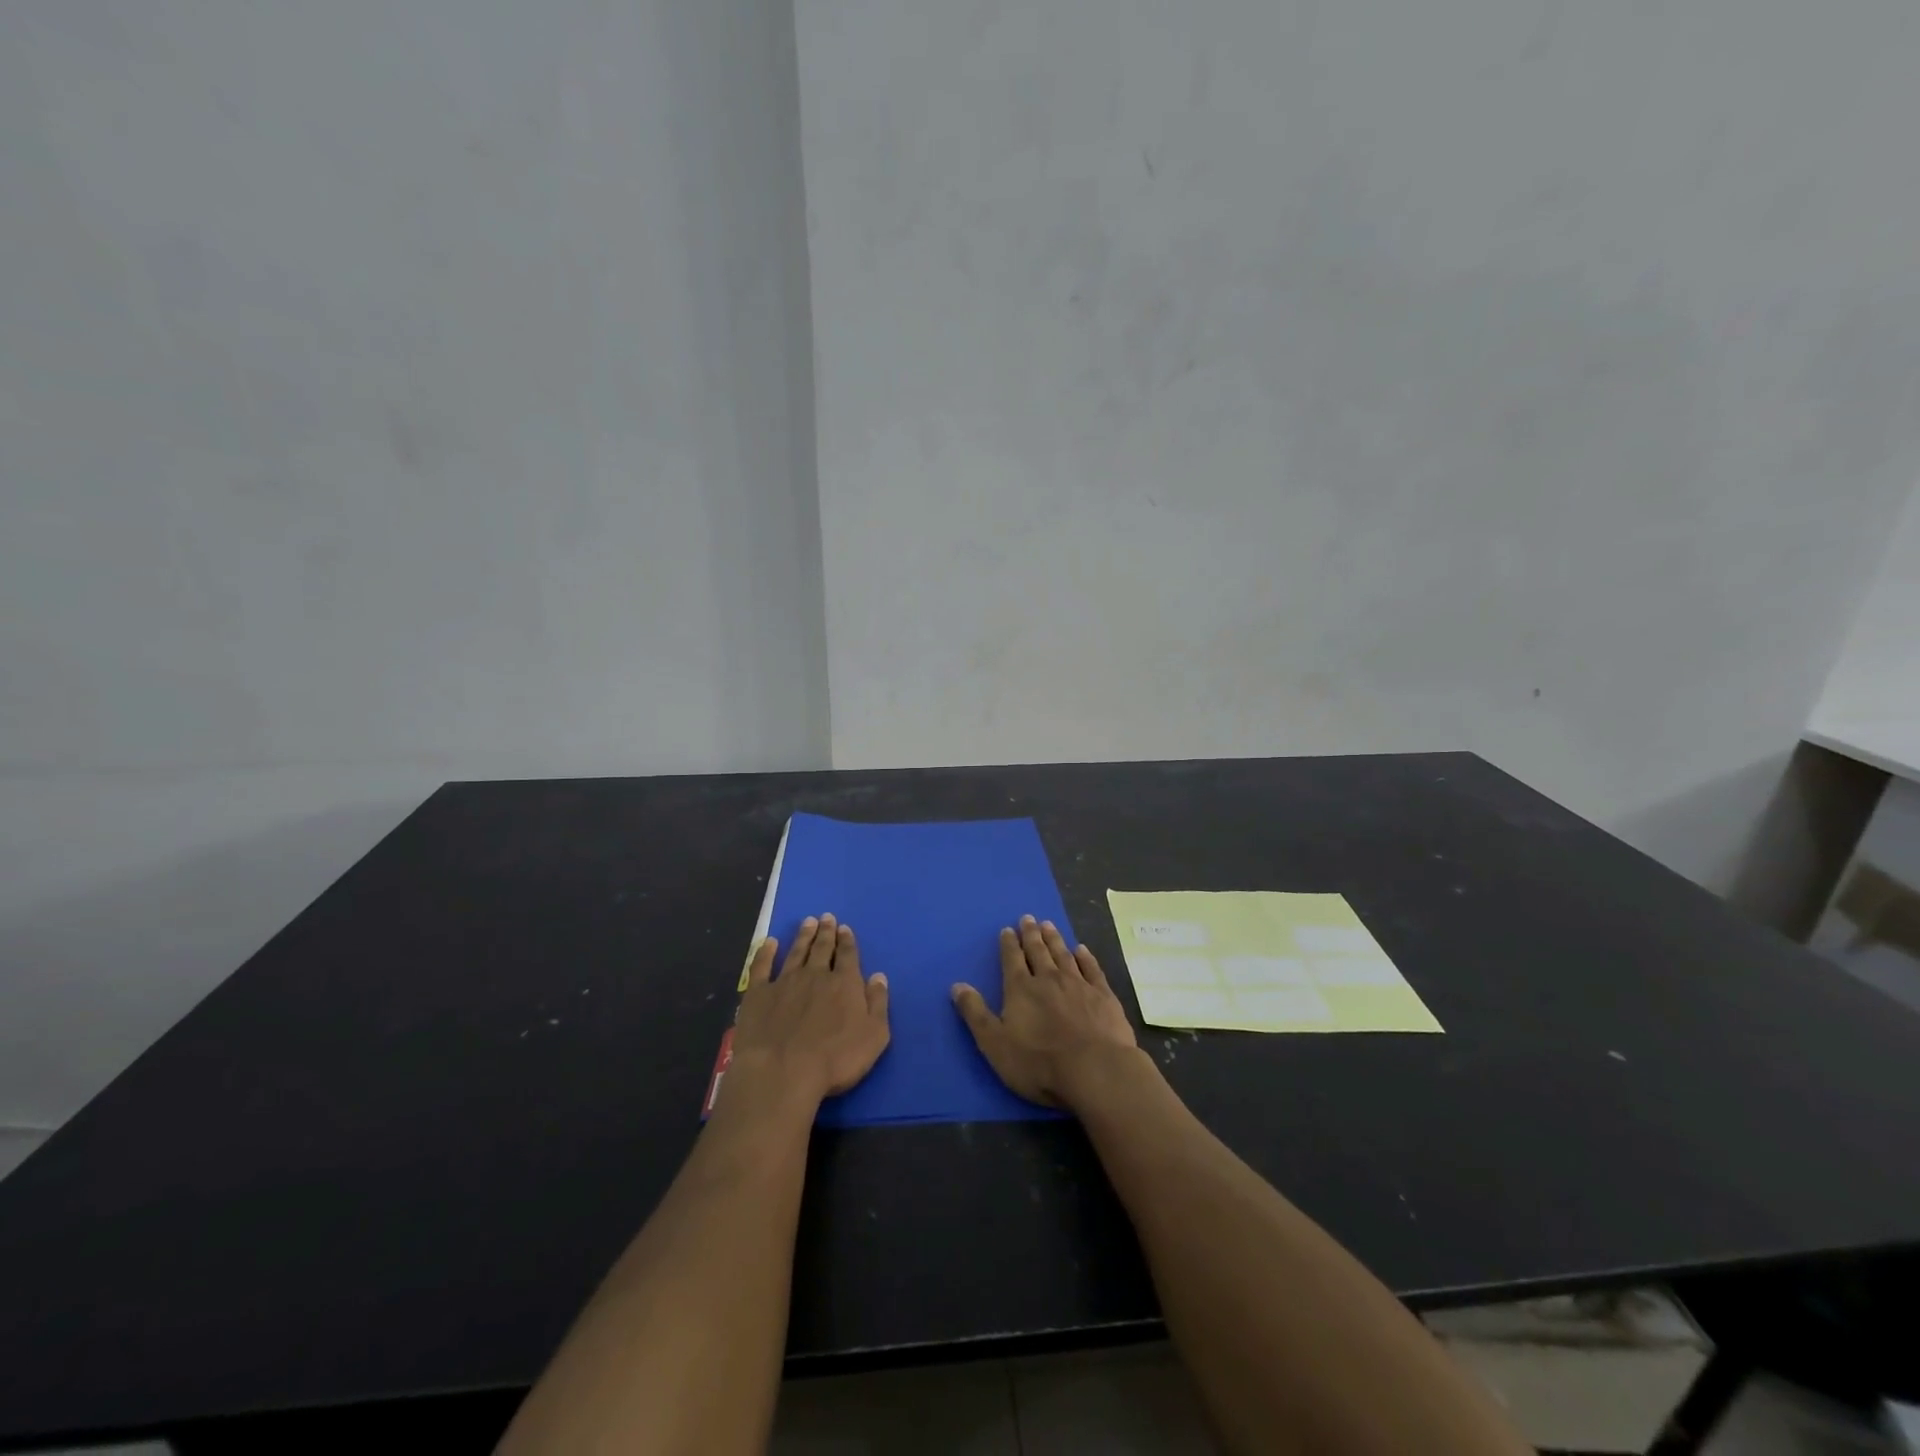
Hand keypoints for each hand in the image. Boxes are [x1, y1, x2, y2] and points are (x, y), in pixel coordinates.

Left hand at [730, 914, 889, 1107]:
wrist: (782, 1072)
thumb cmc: (835, 1060)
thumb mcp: (874, 1036)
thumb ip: (878, 1004)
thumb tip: (879, 976)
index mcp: (844, 983)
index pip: (847, 955)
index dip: (847, 941)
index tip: (845, 928)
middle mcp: (815, 975)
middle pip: (822, 948)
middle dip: (826, 932)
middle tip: (826, 917)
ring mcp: (785, 982)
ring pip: (796, 952)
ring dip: (803, 936)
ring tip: (807, 922)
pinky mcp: (758, 994)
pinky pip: (762, 966)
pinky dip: (766, 952)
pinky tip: (769, 942)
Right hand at [952, 915, 1142, 1109]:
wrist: (1095, 1070)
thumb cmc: (1039, 1062)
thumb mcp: (995, 1044)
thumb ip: (976, 1014)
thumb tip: (957, 985)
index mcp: (1021, 989)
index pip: (1012, 959)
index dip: (1009, 944)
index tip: (1008, 929)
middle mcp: (1049, 979)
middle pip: (1038, 951)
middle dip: (1031, 934)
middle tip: (1028, 918)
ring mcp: (1078, 984)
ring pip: (1063, 955)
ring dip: (1055, 939)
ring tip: (1049, 925)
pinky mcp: (1103, 995)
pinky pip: (1092, 969)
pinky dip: (1086, 957)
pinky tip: (1082, 950)